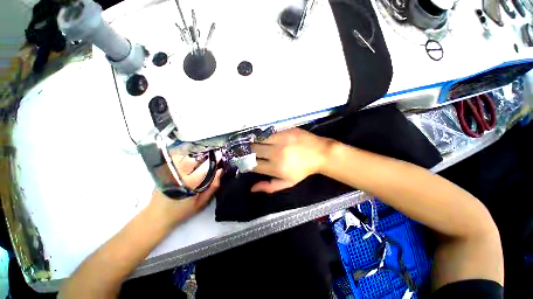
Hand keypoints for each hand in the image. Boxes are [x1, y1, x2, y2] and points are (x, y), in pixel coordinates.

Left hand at [148, 154, 222, 227]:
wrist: (156, 216)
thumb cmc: (181, 211)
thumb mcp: (201, 203)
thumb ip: (212, 187)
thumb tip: (220, 171)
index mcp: (190, 183)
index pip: (205, 167)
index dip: (214, 160)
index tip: (220, 155)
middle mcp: (179, 174)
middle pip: (195, 158)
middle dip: (205, 156)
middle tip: (212, 155)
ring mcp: (170, 170)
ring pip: (185, 156)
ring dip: (195, 155)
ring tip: (202, 157)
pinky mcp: (164, 170)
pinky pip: (177, 158)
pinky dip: (185, 156)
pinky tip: (190, 159)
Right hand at [251, 128, 331, 192]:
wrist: (320, 154)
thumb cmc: (303, 170)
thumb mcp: (288, 182)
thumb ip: (269, 186)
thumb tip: (252, 189)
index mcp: (277, 168)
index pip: (254, 165)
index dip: (246, 163)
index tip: (244, 161)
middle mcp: (277, 154)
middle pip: (253, 150)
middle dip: (247, 151)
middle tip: (245, 151)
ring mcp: (281, 140)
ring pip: (259, 139)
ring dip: (253, 142)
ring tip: (252, 143)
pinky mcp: (285, 131)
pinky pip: (268, 132)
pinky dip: (263, 135)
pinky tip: (262, 137)